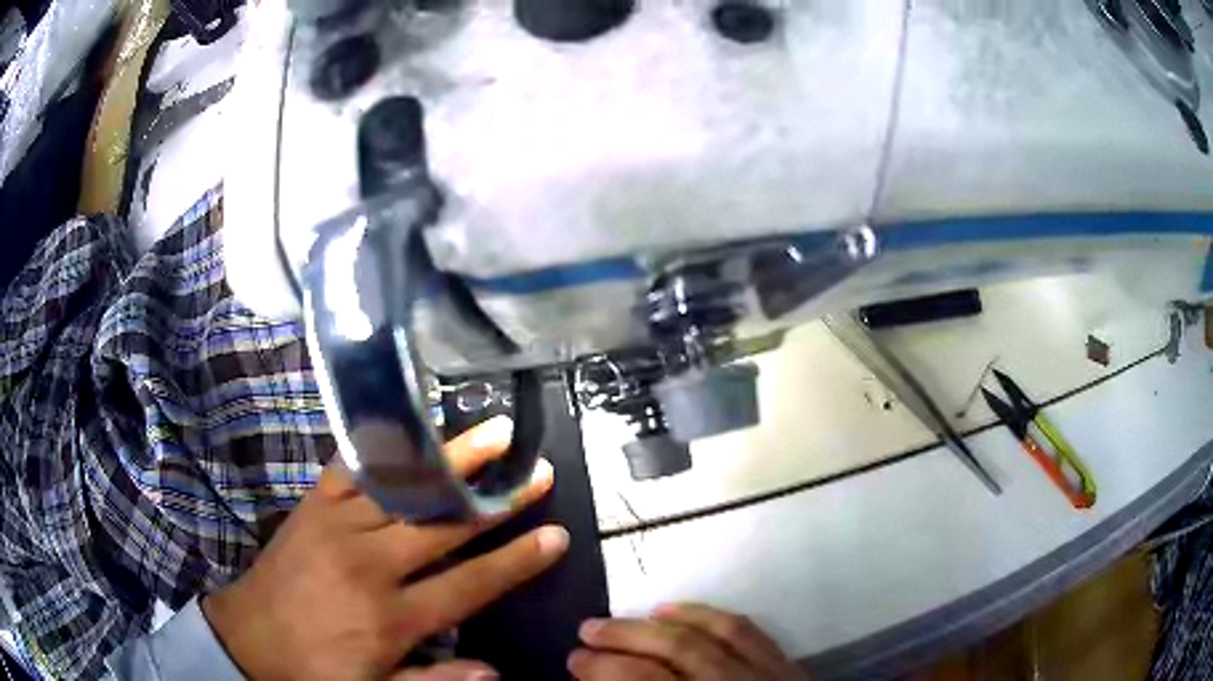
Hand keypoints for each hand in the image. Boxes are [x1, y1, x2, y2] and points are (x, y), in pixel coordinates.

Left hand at [202, 417, 566, 680]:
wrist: (249, 639)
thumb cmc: (318, 670)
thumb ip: (435, 680)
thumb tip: (495, 671)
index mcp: (391, 617)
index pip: (469, 584)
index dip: (516, 561)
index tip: (556, 536)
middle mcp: (371, 565)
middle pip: (445, 526)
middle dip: (498, 500)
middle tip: (537, 471)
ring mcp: (338, 527)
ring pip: (406, 489)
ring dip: (454, 461)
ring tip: (493, 434)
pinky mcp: (313, 507)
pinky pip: (352, 467)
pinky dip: (385, 446)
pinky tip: (412, 426)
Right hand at [569, 603, 809, 680]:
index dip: (605, 669)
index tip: (574, 660)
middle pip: (677, 651)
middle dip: (624, 638)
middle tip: (587, 631)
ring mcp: (766, 674)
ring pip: (710, 634)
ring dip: (659, 623)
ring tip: (622, 619)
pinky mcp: (784, 664)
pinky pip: (743, 628)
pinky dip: (705, 615)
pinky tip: (674, 610)